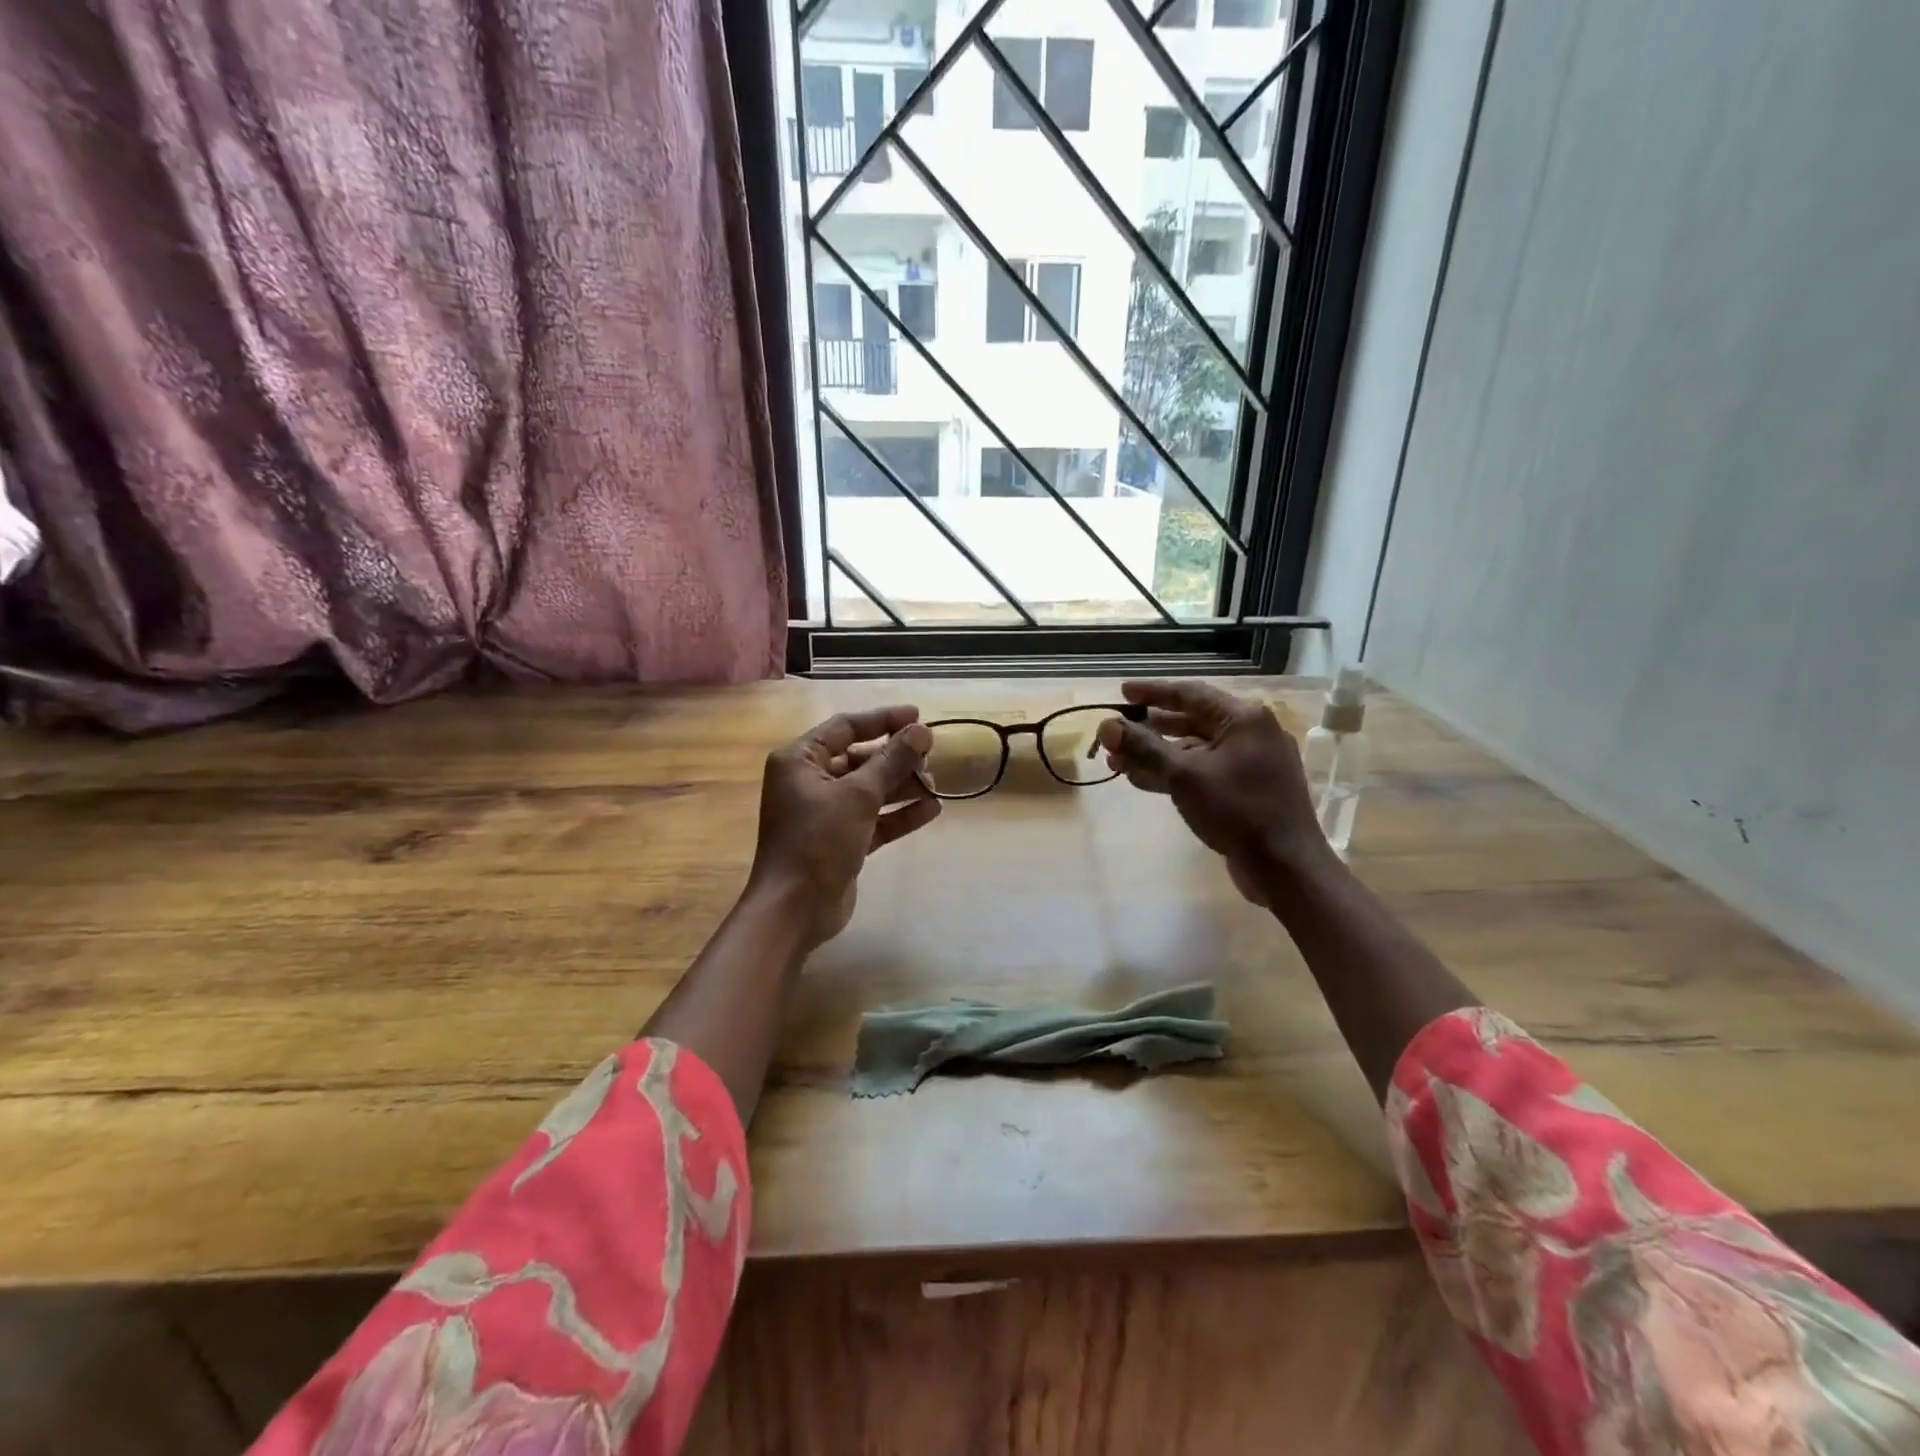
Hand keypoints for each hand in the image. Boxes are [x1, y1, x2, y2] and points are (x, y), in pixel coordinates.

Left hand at [747, 706, 939, 949]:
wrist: (794, 910)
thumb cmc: (817, 841)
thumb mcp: (858, 795)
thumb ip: (892, 761)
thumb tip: (922, 732)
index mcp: (800, 760)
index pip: (845, 727)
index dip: (883, 720)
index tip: (918, 717)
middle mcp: (809, 781)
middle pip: (860, 758)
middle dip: (896, 758)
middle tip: (930, 759)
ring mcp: (825, 813)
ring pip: (870, 789)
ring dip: (902, 786)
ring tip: (935, 786)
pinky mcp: (841, 840)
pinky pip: (874, 818)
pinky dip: (899, 814)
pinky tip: (931, 809)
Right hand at [1097, 680, 1330, 905]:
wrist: (1285, 867)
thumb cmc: (1237, 810)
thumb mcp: (1184, 775)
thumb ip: (1144, 747)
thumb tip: (1106, 726)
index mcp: (1244, 719)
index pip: (1190, 693)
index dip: (1153, 692)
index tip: (1123, 692)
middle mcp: (1251, 734)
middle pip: (1191, 721)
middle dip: (1149, 729)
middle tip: (1116, 733)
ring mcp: (1251, 763)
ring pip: (1195, 750)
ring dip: (1157, 755)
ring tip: (1119, 762)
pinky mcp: (1246, 790)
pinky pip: (1204, 771)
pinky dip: (1175, 774)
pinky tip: (1143, 781)